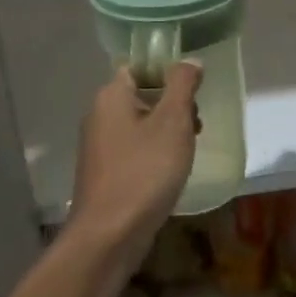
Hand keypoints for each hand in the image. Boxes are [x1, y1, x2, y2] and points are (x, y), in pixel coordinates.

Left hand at [66, 62, 201, 268]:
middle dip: (173, 105)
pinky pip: (135, 149)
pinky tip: (172, 171)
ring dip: (168, 131)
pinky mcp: (105, 173)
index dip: (168, 72)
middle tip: (196, 124)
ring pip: (140, 124)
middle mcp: (99, 116)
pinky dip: (155, 153)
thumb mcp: (173, 122)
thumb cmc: (144, 171)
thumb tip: (190, 61)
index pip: (139, 66)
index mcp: (111, 96)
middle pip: (142, 94)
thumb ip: (183, 85)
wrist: (109, 235)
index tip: (194, 90)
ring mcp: (99, 147)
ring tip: (190, 149)